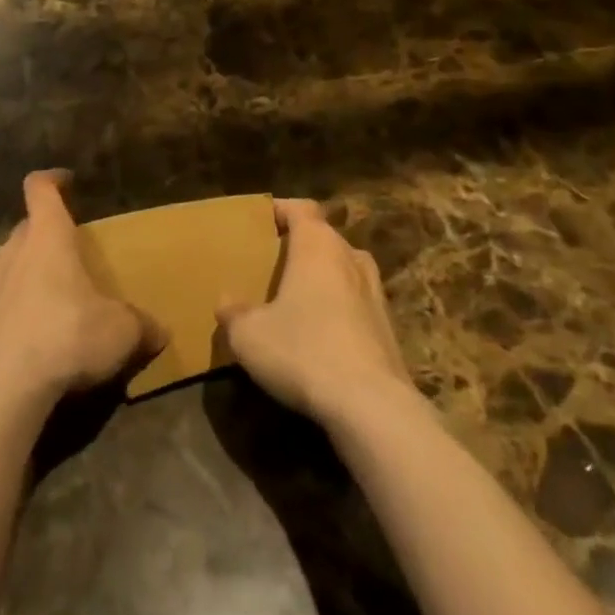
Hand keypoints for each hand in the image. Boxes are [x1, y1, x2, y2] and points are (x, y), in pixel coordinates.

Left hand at [0, 171, 160, 408]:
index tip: (65, 182)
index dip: (52, 180)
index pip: (40, 187)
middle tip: (65, 261)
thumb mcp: (120, 332)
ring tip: (41, 303)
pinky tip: (15, 338)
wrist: (1, 388)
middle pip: (26, 229)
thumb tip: (163, 333)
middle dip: (43, 238)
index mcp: (47, 235)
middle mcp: (11, 249)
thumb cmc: (67, 337)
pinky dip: (0, 312)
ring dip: (21, 276)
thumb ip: (141, 326)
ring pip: (4, 265)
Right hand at [217, 198, 413, 425]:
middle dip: (300, 246)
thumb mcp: (250, 336)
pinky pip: (357, 303)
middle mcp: (350, 256)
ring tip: (299, 298)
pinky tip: (323, 335)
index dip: (281, 209)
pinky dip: (340, 309)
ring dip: (324, 277)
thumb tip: (225, 302)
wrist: (372, 406)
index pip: (301, 207)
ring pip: (344, 269)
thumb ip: (234, 314)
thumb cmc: (304, 351)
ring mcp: (375, 291)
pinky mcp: (389, 328)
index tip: (262, 221)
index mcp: (317, 244)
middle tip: (274, 263)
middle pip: (324, 237)